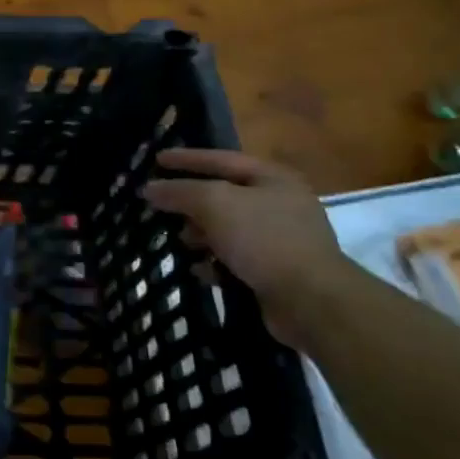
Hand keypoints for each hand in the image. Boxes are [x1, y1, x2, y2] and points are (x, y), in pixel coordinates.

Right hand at [142, 148, 351, 345]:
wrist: (310, 299)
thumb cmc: (263, 239)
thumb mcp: (215, 204)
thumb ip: (179, 191)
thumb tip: (150, 188)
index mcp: (272, 179)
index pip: (221, 159)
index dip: (187, 158)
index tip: (156, 159)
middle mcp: (279, 204)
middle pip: (223, 195)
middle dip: (191, 202)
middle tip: (160, 205)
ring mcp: (279, 239)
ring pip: (227, 229)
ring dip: (200, 235)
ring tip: (180, 242)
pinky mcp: (274, 270)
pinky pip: (235, 259)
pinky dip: (214, 262)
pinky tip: (200, 270)